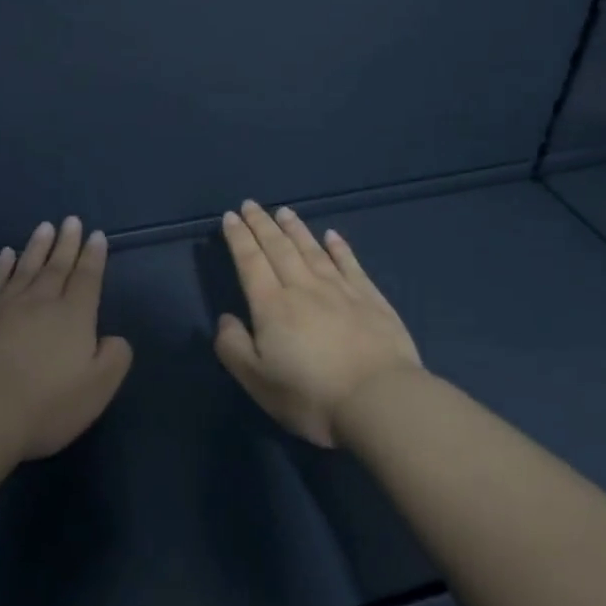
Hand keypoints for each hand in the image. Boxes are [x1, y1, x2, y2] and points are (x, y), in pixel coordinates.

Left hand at [0, 216, 132, 459]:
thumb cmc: (47, 404)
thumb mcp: (98, 388)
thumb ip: (114, 358)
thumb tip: (113, 338)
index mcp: (75, 316)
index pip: (88, 279)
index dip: (94, 256)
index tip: (97, 235)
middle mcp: (43, 302)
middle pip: (58, 266)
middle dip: (67, 243)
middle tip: (72, 220)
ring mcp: (7, 307)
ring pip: (27, 268)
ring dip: (38, 247)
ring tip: (45, 227)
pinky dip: (2, 266)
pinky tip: (6, 254)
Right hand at [214, 201, 422, 446]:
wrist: (379, 401)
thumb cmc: (311, 396)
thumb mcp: (258, 381)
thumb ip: (234, 348)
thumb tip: (225, 319)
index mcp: (272, 306)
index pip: (250, 262)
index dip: (238, 238)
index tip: (230, 217)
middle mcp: (303, 288)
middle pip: (278, 248)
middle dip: (262, 224)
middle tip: (250, 205)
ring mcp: (340, 290)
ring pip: (312, 250)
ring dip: (295, 228)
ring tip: (284, 211)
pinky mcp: (371, 298)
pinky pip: (350, 264)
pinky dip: (339, 247)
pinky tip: (332, 235)